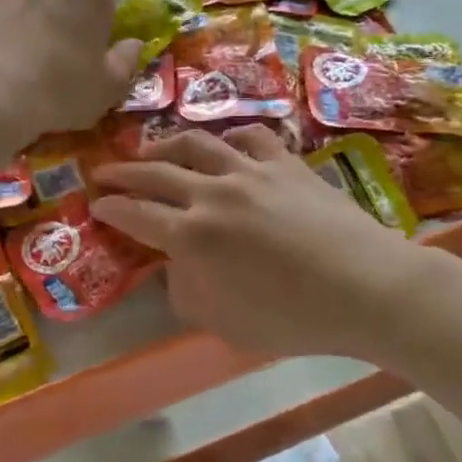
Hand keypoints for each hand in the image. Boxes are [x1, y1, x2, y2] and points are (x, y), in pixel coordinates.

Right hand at [92, 126, 426, 362]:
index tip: (95, 203)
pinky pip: (249, 137)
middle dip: (124, 171)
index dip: (111, 208)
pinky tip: (224, 144)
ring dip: (166, 145)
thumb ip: (187, 294)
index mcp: (193, 237)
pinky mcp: (286, 163)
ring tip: (153, 151)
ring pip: (197, 144)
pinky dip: (228, 138)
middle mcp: (214, 195)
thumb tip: (174, 268)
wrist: (366, 287)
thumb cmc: (294, 318)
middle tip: (104, 171)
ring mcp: (251, 172)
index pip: (137, 215)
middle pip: (156, 173)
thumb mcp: (226, 323)